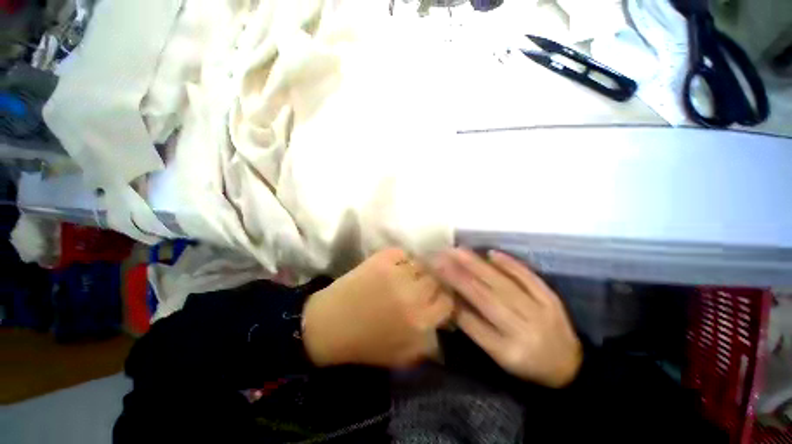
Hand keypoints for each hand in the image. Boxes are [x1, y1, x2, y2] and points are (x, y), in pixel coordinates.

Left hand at [303, 248, 453, 367]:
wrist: (330, 325)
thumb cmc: (366, 344)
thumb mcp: (403, 356)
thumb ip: (429, 341)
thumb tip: (442, 321)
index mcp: (420, 321)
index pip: (448, 301)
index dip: (443, 299)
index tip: (436, 299)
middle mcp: (413, 294)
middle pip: (437, 279)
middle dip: (432, 284)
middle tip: (421, 287)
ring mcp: (396, 273)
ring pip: (421, 264)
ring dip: (417, 271)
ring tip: (407, 276)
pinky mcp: (381, 258)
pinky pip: (403, 253)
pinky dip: (401, 259)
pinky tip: (394, 267)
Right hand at [432, 248, 581, 387]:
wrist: (570, 365)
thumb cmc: (526, 363)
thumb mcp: (498, 355)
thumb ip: (474, 327)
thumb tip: (452, 300)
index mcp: (507, 351)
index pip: (472, 322)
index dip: (451, 298)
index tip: (435, 277)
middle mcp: (523, 330)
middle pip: (486, 298)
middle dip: (460, 276)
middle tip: (441, 258)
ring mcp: (540, 312)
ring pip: (503, 284)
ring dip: (479, 266)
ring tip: (459, 251)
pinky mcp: (551, 298)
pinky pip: (528, 278)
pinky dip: (510, 264)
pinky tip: (492, 253)